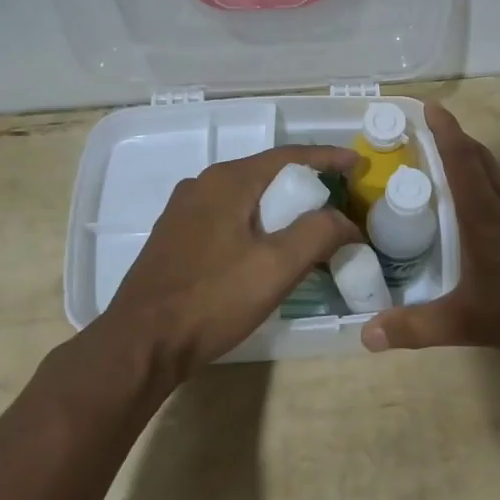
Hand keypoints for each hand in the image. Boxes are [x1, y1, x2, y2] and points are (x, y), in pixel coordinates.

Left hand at [98, 146, 361, 379]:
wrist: (141, 343)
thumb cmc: (212, 299)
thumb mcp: (277, 266)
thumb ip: (318, 233)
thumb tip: (345, 221)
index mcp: (228, 181)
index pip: (289, 155)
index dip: (328, 157)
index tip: (357, 165)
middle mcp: (203, 185)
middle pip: (267, 173)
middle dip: (306, 183)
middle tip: (339, 199)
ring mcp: (184, 211)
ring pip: (246, 196)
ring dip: (281, 205)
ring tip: (310, 224)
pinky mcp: (176, 237)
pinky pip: (228, 216)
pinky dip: (257, 221)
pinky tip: (268, 247)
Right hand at [360, 103, 499, 355]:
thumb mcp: (468, 321)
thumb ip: (416, 328)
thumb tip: (365, 335)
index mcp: (484, 215)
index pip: (460, 159)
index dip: (444, 130)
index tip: (430, 106)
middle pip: (483, 161)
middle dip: (459, 142)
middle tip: (438, 136)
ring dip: (481, 169)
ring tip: (461, 181)